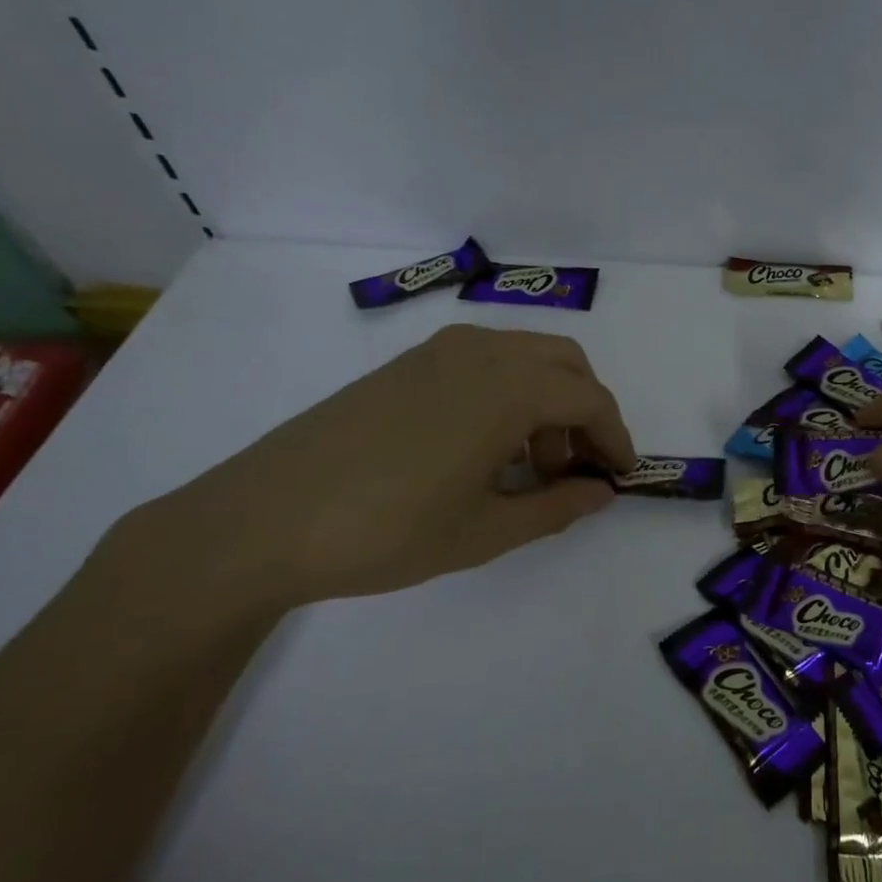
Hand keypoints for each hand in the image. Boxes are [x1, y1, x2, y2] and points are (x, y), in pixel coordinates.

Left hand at [112, 325, 634, 616]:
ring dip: (547, 400)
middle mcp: (483, 352)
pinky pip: (486, 361)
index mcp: (509, 387)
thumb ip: (557, 508)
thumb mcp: (485, 531)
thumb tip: (603, 493)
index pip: (590, 399)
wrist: (260, 520)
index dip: (615, 437)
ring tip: (528, 466)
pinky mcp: (408, 362)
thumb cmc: (387, 530)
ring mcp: (440, 351)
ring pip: (526, 357)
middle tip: (576, 468)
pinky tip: (483, 447)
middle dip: (585, 411)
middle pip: (565, 363)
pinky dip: (509, 391)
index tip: (620, 476)